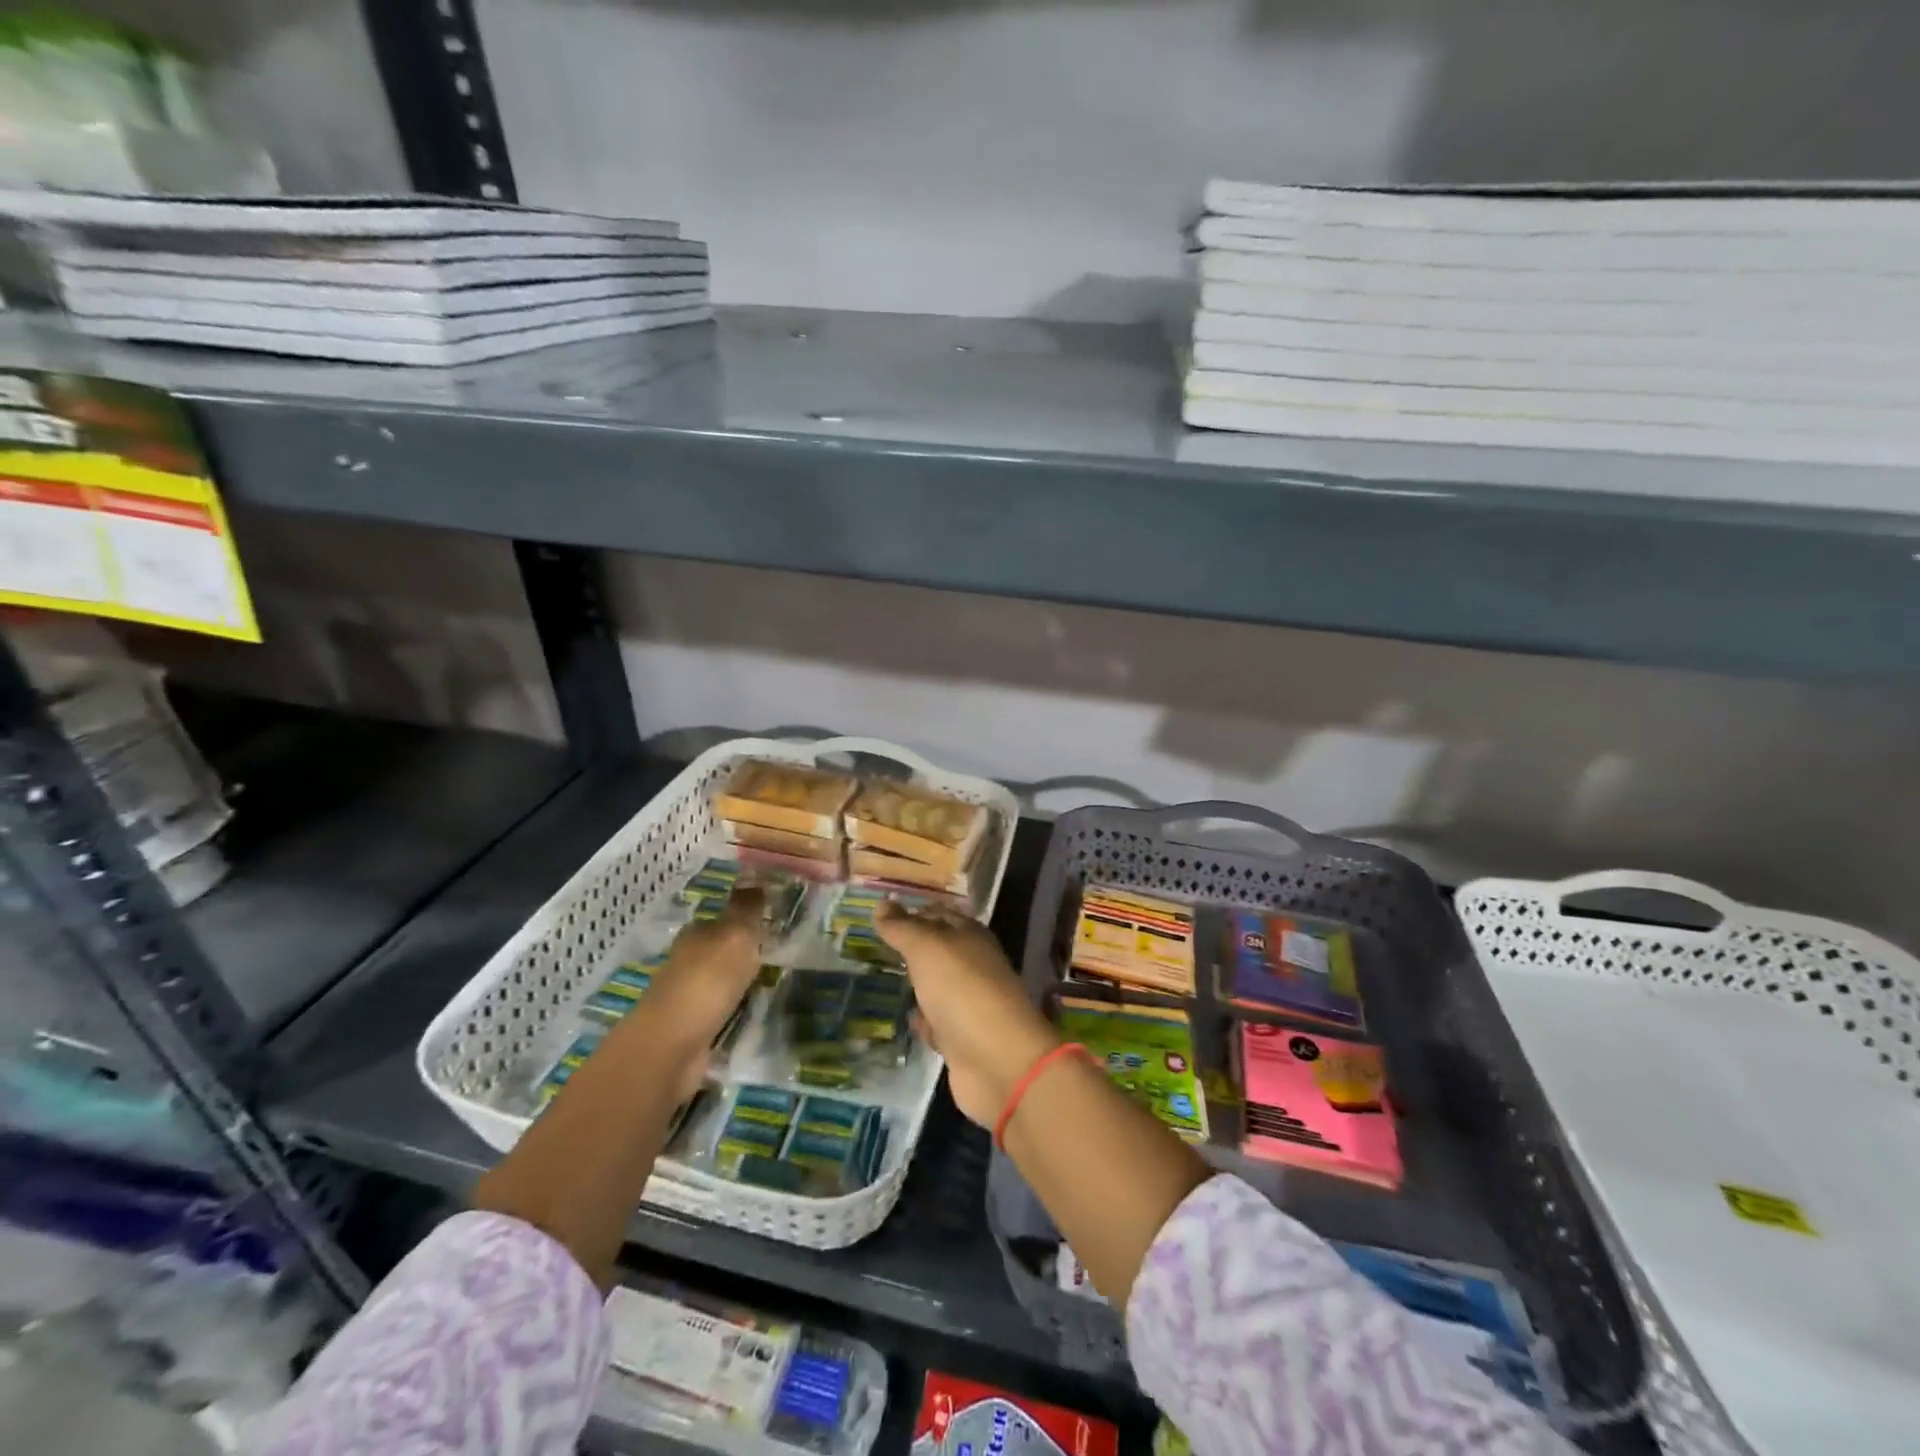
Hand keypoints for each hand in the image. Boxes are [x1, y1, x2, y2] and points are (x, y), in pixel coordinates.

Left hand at [613, 886, 765, 1096]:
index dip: (745, 918)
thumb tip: (754, 878)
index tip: (772, 922)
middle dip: (743, 950)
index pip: (722, 918)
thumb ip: (746, 909)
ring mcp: (687, 996)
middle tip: (778, 952)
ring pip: (720, 981)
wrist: (671, 1046)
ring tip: (771, 982)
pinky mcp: (691, 1028)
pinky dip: (734, 1010)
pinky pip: (721, 1011)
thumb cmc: (707, 981)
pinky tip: (752, 1011)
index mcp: (696, 934)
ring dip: (740, 982)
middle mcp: (688, 961)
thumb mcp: (735, 935)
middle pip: (720, 949)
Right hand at [876, 902, 1058, 1127]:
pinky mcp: (963, 1040)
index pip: (940, 915)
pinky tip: (907, 1020)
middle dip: (913, 950)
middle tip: (875, 947)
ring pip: (938, 988)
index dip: (915, 912)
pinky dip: (924, 1022)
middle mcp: (974, 967)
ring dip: (918, 985)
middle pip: (940, 952)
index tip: (883, 915)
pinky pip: (938, 1024)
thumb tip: (882, 904)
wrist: (997, 1061)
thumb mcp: (928, 948)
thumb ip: (903, 928)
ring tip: (885, 980)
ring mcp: (970, 1005)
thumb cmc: (962, 991)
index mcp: (971, 937)